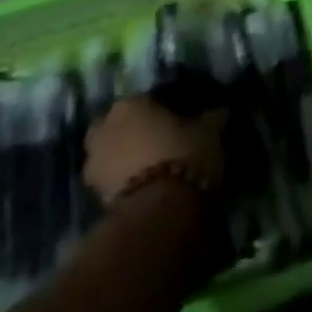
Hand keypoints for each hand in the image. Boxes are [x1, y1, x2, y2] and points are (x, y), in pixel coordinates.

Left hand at [83, 96, 225, 202]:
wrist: (158, 213)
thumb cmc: (184, 156)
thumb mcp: (210, 131)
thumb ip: (211, 117)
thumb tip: (219, 111)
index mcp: (131, 103)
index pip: (150, 99)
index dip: (166, 110)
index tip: (182, 120)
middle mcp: (105, 126)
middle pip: (123, 124)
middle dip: (137, 131)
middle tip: (162, 143)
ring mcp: (93, 162)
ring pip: (113, 152)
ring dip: (127, 157)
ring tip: (154, 169)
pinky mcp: (92, 194)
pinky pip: (112, 179)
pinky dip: (125, 181)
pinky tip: (146, 187)